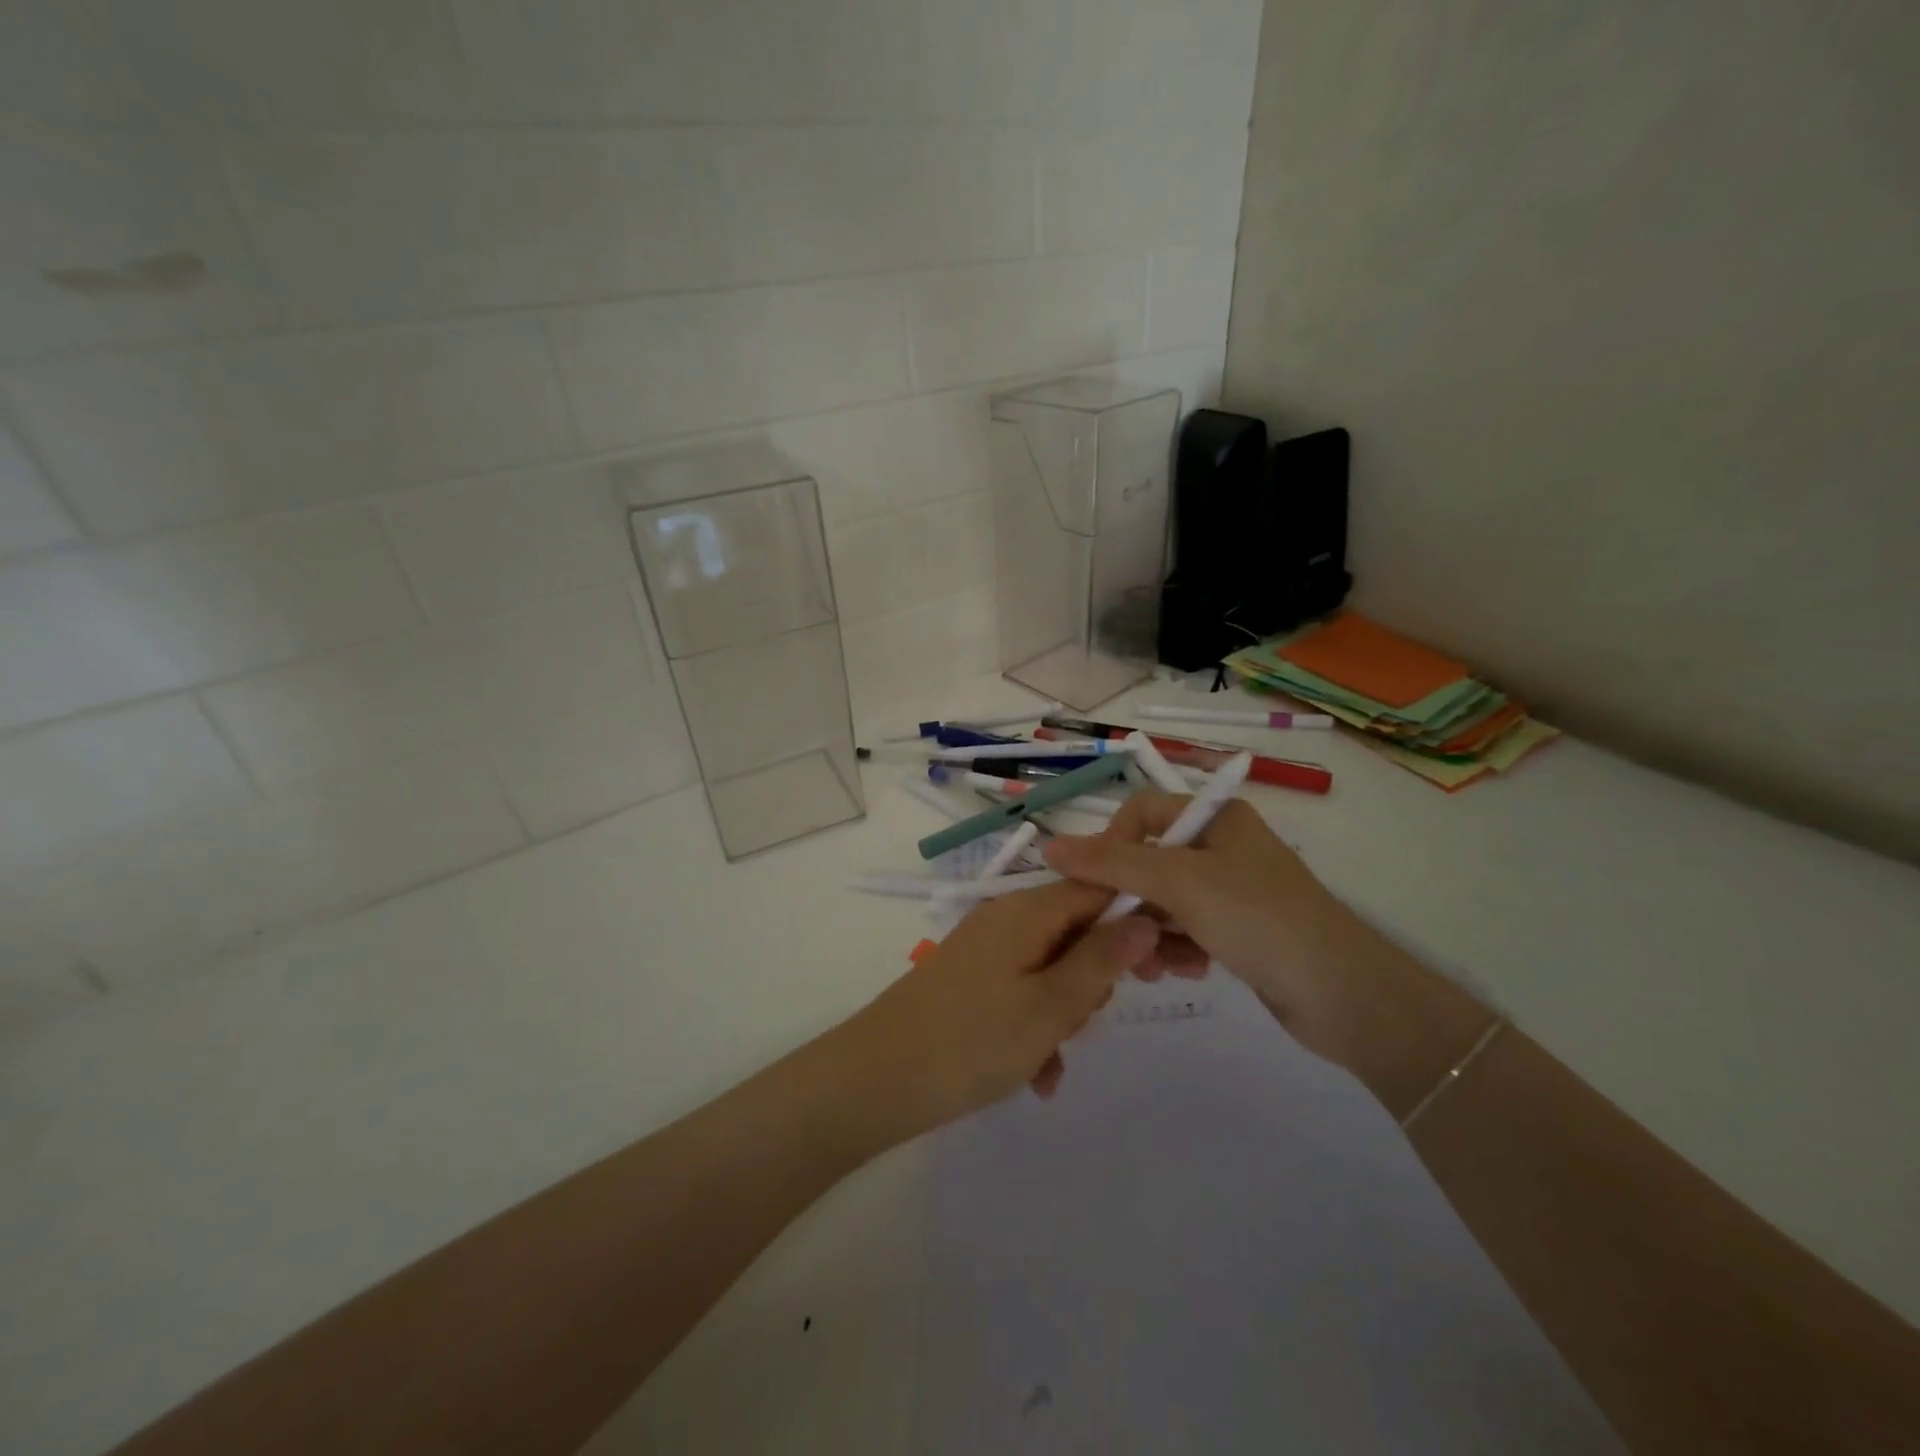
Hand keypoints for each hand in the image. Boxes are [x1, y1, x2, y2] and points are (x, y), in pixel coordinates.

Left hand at [841, 880, 1158, 1136]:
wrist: (878, 1079)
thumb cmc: (974, 1040)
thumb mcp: (1052, 1005)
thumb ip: (1103, 959)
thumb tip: (1145, 918)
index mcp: (1029, 910)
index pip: (1100, 887)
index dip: (1138, 918)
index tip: (1167, 961)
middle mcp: (1007, 918)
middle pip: (1078, 929)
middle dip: (1097, 976)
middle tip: (1092, 1019)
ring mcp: (987, 948)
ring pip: (1053, 968)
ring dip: (1066, 1012)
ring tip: (1052, 1057)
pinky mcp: (972, 979)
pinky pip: (1023, 992)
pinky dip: (1036, 1027)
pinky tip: (1036, 1074)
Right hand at [1042, 792, 1392, 1062]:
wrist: (1344, 995)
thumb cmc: (1257, 918)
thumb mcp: (1178, 882)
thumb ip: (1111, 863)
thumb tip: (1048, 845)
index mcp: (1215, 817)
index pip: (1141, 812)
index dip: (1111, 843)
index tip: (1097, 884)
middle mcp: (1223, 846)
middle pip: (1149, 862)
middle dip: (1130, 901)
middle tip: (1117, 938)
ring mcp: (1233, 890)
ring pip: (1164, 902)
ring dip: (1150, 933)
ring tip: (1153, 967)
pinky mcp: (1240, 930)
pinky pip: (1188, 930)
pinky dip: (1178, 949)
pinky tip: (1185, 973)